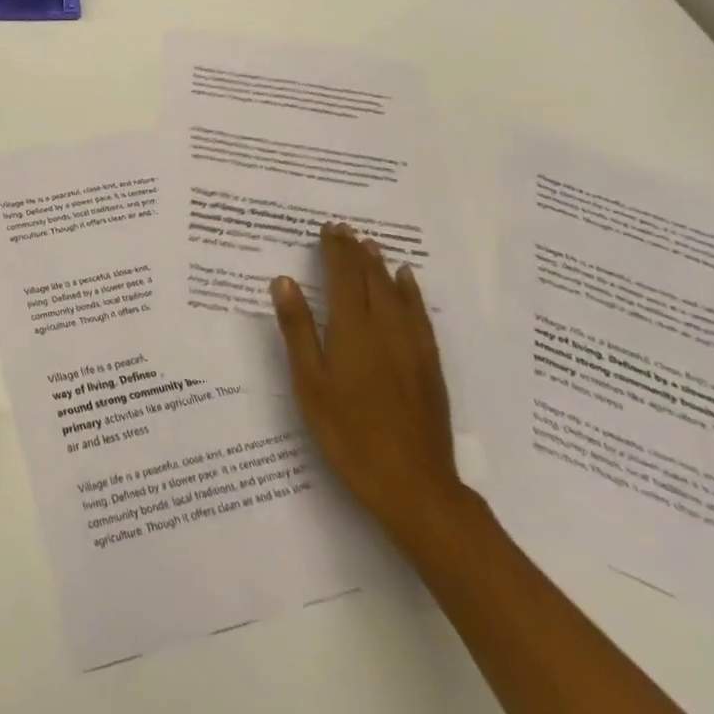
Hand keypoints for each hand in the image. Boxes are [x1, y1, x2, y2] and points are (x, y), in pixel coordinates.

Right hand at [269, 224, 463, 547]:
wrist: (413, 485)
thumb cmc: (348, 433)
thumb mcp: (310, 383)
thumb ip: (298, 329)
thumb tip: (284, 281)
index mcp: (352, 331)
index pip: (343, 278)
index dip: (335, 251)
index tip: (328, 228)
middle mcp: (385, 329)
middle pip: (370, 280)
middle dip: (356, 252)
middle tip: (345, 229)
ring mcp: (412, 347)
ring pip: (396, 294)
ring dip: (381, 266)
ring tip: (371, 244)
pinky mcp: (429, 366)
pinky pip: (419, 315)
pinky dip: (411, 292)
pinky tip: (408, 283)